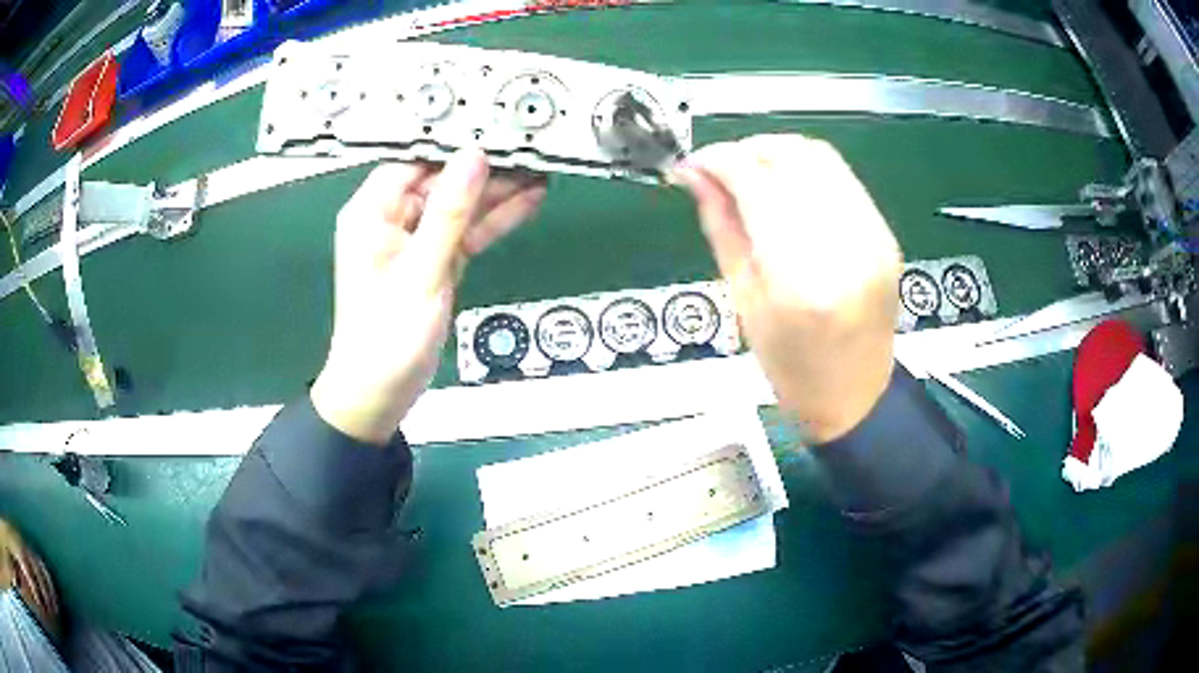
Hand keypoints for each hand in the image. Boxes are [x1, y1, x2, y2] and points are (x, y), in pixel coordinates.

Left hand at [311, 150, 546, 443]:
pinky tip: (526, 201)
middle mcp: (391, 218)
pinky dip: (494, 220)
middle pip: (444, 180)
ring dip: (497, 192)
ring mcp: (415, 239)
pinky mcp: (435, 259)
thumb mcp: (422, 271)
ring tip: (540, 169)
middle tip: (531, 148)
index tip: (498, 127)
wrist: (380, 392)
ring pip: (460, 205)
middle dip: (487, 168)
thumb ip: (450, 213)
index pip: (416, 160)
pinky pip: (466, 231)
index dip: (457, 143)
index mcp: (372, 212)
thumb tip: (474, 157)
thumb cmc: (387, 337)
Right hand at [672, 135, 901, 442]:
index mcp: (799, 277)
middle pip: (791, 157)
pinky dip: (806, 171)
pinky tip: (788, 190)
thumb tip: (695, 176)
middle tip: (721, 170)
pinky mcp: (884, 233)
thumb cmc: (791, 366)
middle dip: (747, 150)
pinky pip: (841, 178)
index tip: (694, 164)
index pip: (756, 182)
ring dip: (777, 154)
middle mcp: (844, 245)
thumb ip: (722, 227)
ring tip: (752, 175)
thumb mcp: (743, 301)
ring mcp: (872, 235)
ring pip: (819, 157)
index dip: (718, 160)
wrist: (855, 393)